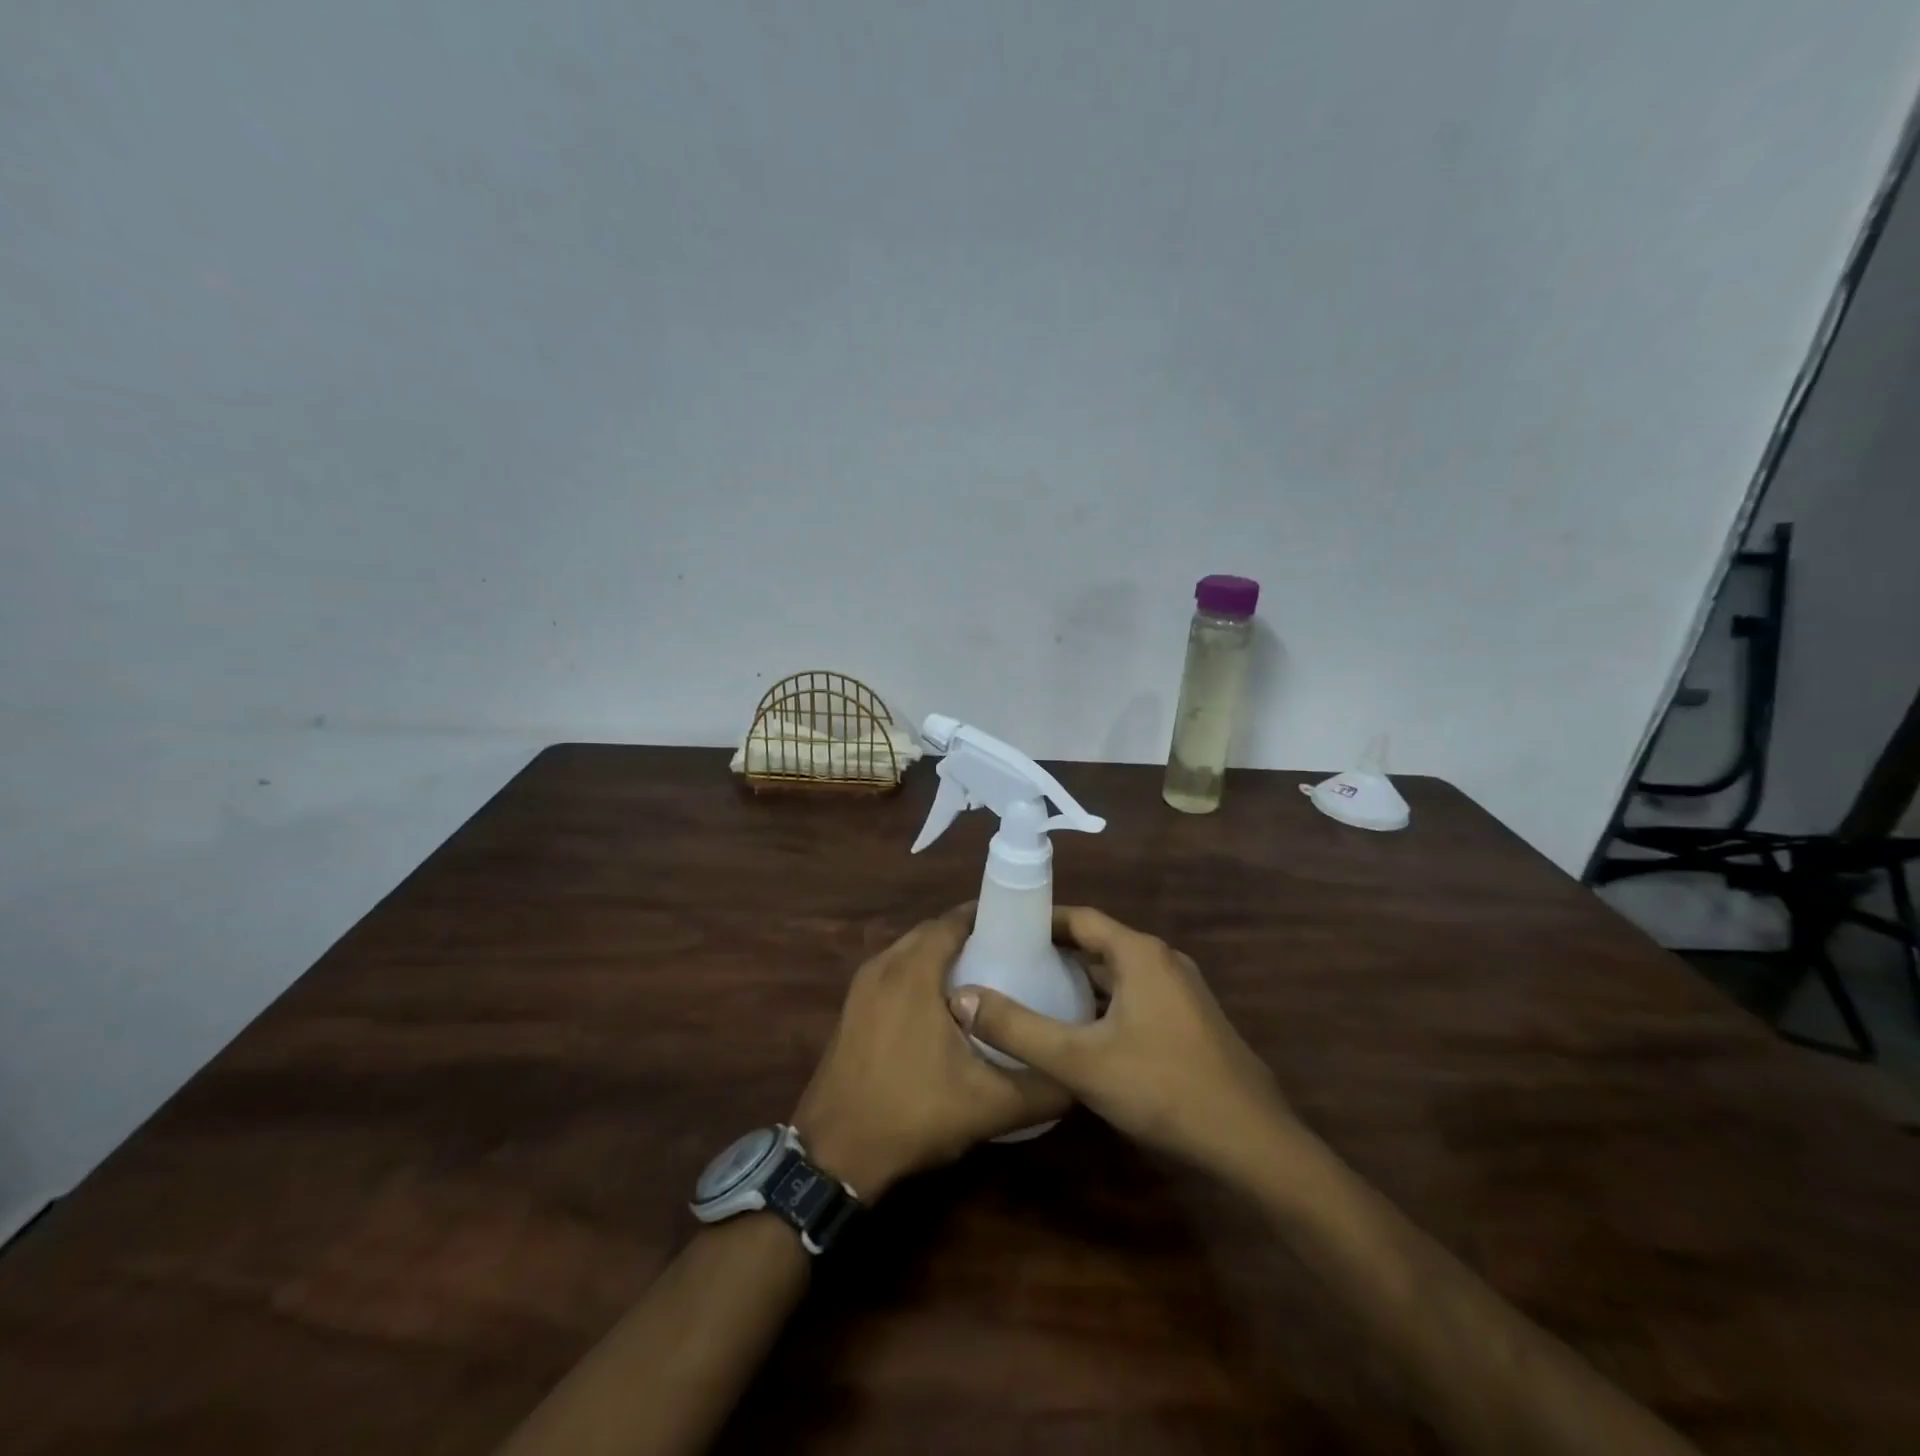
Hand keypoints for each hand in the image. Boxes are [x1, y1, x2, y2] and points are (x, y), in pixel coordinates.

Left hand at [792, 906, 1069, 1199]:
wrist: (833, 1154)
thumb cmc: (912, 1114)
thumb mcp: (989, 1106)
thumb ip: (1042, 1088)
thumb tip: (1080, 1077)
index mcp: (912, 972)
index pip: (953, 921)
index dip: (988, 917)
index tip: (1023, 928)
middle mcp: (883, 967)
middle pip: (932, 932)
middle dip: (969, 935)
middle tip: (1011, 954)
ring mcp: (861, 987)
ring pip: (909, 952)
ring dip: (942, 955)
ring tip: (984, 978)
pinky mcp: (851, 1009)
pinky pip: (892, 972)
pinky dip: (919, 974)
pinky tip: (942, 1008)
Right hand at [949, 906, 1291, 1173]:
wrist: (1252, 1143)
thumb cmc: (1163, 1088)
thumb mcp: (1080, 1061)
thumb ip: (1018, 1029)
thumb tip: (960, 999)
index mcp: (1139, 953)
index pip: (1079, 918)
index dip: (1038, 921)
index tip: (1000, 930)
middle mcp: (1162, 960)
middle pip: (1098, 943)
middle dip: (1053, 951)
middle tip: (1007, 964)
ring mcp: (1181, 990)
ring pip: (1117, 973)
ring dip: (1078, 980)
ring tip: (1032, 994)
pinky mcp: (1189, 1020)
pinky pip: (1135, 995)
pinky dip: (1103, 1002)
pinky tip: (1079, 1031)